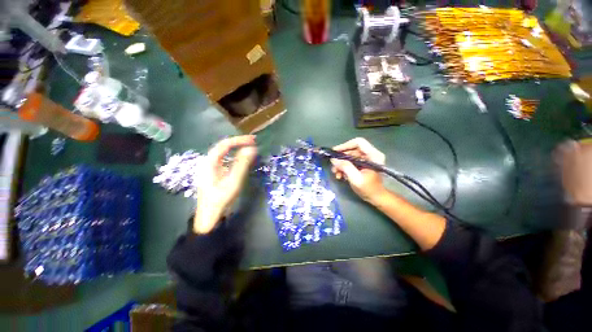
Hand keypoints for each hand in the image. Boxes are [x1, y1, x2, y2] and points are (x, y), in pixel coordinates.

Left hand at [194, 135, 256, 233]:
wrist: (209, 217)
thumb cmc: (221, 199)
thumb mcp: (233, 181)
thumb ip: (242, 164)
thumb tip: (251, 149)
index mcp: (210, 163)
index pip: (224, 145)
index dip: (239, 140)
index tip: (252, 140)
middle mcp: (208, 163)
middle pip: (223, 147)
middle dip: (238, 143)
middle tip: (252, 142)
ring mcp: (211, 169)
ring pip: (224, 154)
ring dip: (236, 149)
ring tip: (248, 146)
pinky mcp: (215, 174)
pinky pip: (225, 160)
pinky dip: (234, 157)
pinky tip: (241, 159)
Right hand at [330, 137, 386, 202]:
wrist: (376, 198)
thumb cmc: (369, 189)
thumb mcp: (356, 179)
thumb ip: (345, 167)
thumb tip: (333, 159)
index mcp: (373, 155)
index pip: (358, 142)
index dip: (345, 145)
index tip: (335, 152)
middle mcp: (370, 155)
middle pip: (352, 149)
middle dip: (341, 158)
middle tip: (333, 165)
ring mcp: (366, 160)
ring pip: (349, 156)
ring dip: (341, 164)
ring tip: (336, 172)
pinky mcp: (362, 164)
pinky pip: (350, 162)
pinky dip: (343, 167)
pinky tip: (340, 175)